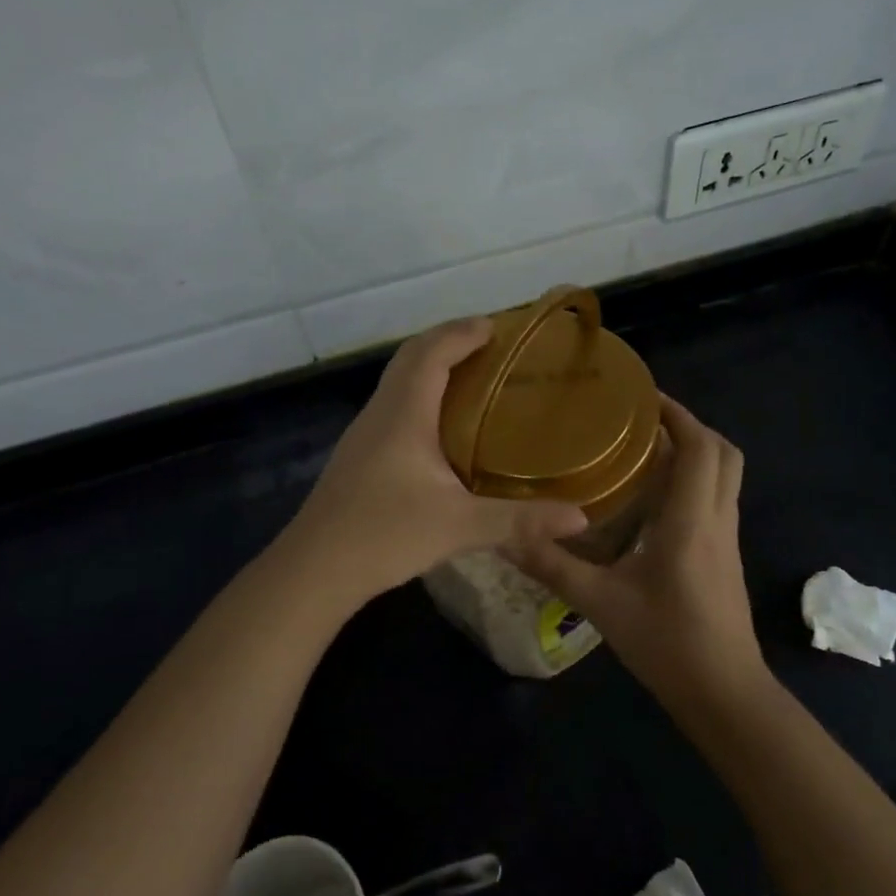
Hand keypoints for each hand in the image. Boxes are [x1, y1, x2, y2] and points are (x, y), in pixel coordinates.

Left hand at [281, 318, 588, 604]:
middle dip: (448, 340)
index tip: (497, 327)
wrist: (314, 569)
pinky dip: (420, 393)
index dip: (463, 332)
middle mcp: (381, 412)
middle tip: (489, 346)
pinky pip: (393, 404)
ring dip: (431, 366)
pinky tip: (440, 425)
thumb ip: (520, 521)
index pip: (432, 351)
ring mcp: (364, 433)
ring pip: (398, 380)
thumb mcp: (460, 526)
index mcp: (404, 413)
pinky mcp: (359, 454)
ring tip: (472, 377)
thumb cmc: (385, 535)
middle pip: (411, 356)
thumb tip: (580, 518)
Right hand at [512, 397, 766, 706]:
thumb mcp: (600, 603)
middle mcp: (718, 519)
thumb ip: (553, 566)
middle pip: (723, 453)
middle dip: (690, 426)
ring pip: (724, 476)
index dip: (678, 415)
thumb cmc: (667, 642)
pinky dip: (694, 481)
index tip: (643, 397)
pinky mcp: (726, 557)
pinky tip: (654, 499)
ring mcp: (728, 539)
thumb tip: (507, 536)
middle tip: (644, 421)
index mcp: (692, 519)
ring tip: (644, 450)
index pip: (700, 447)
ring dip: (694, 452)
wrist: (724, 693)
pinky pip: (717, 500)